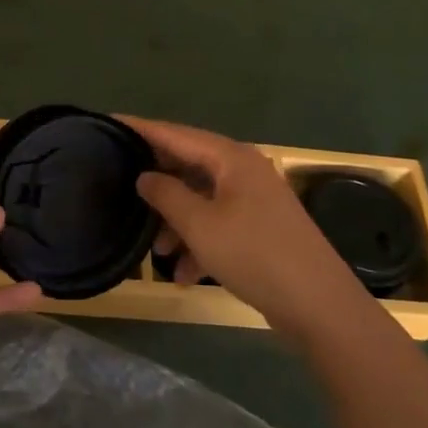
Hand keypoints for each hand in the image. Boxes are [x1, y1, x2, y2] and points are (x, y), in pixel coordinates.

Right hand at [121, 116, 368, 342]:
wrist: (319, 305)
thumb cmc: (254, 255)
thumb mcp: (199, 225)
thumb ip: (165, 194)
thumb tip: (144, 175)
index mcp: (230, 158)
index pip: (175, 133)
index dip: (140, 129)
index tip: (108, 123)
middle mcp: (243, 170)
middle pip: (188, 165)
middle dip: (157, 184)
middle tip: (119, 187)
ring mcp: (254, 199)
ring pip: (201, 199)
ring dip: (177, 223)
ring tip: (157, 253)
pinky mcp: (260, 228)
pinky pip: (218, 224)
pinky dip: (199, 243)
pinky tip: (185, 275)